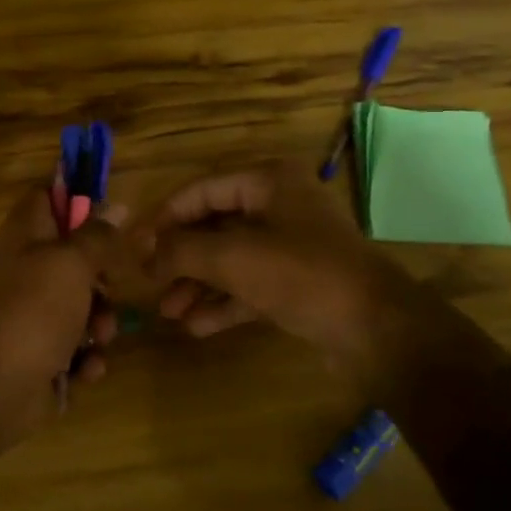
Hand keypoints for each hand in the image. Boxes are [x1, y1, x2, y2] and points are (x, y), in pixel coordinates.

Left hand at [0, 185, 124, 456]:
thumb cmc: (33, 310)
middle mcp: (28, 269)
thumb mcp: (72, 262)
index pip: (49, 196)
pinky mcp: (43, 352)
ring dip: (101, 324)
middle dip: (103, 278)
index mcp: (26, 235)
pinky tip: (84, 369)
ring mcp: (34, 313)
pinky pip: (77, 347)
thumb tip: (116, 206)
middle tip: (109, 289)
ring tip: (98, 338)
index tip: (111, 215)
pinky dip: (85, 359)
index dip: (79, 199)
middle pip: (77, 257)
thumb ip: (97, 235)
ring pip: (84, 306)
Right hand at [135, 160, 418, 373]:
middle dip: (180, 257)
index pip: (200, 191)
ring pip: (231, 259)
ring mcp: (292, 246)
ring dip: (198, 284)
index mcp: (268, 182)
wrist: (376, 329)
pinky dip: (223, 302)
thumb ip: (181, 250)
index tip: (133, 246)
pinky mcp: (299, 282)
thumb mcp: (231, 257)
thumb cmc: (300, 274)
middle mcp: (280, 206)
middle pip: (214, 226)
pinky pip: (250, 285)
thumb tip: (144, 253)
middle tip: (148, 282)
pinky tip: (195, 326)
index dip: (163, 218)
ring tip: (167, 312)